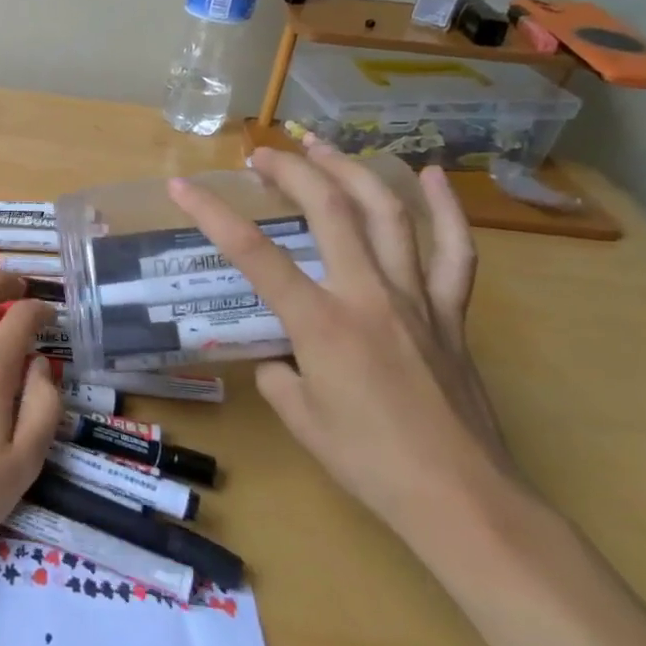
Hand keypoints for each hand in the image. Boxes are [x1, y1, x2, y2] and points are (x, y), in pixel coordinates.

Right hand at [168, 142, 519, 545]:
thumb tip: (281, 359)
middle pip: (329, 210)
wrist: (463, 501)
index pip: (254, 255)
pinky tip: (430, 175)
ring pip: (386, 214)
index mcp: (322, 324)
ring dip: (351, 171)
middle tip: (262, 154)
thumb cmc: (372, 465)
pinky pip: (455, 251)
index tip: (182, 187)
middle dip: (291, 171)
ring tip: (323, 145)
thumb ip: (280, 377)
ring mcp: (416, 298)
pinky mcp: (452, 313)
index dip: (212, 215)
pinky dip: (445, 208)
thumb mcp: (302, 421)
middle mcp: (368, 295)